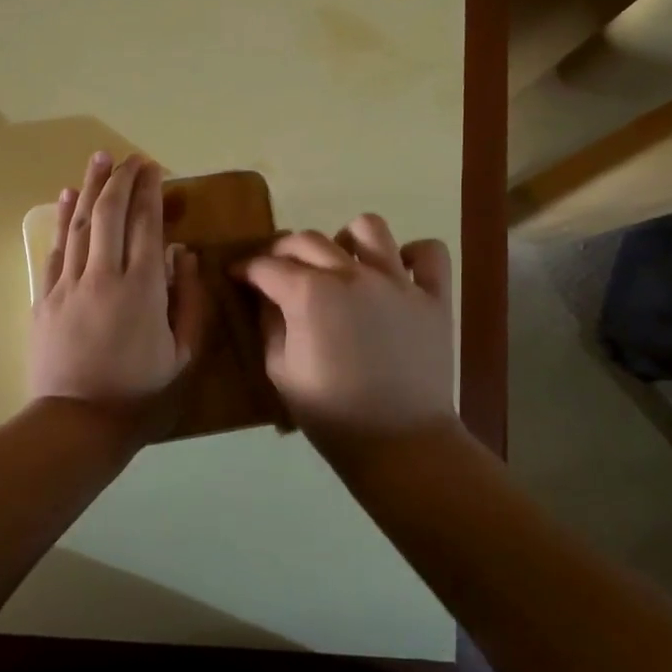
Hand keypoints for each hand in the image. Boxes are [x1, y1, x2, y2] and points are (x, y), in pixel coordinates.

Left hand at [29, 152, 205, 446]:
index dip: (150, 191)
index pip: (146, 225)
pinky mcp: (45, 299)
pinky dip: (61, 221)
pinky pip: (54, 250)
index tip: (153, 166)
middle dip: (120, 179)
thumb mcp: (184, 356)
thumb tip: (182, 255)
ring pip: (78, 224)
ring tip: (97, 159)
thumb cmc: (141, 396)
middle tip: (128, 157)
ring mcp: (68, 286)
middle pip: (109, 214)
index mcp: (142, 289)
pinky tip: (64, 198)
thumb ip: (189, 301)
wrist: (77, 426)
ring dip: (88, 188)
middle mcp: (103, 276)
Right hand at [237, 216, 455, 455]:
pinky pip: (428, 252)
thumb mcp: (280, 371)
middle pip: (309, 240)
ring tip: (341, 264)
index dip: (246, 268)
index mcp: (310, 294)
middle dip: (283, 249)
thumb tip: (264, 295)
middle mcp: (352, 274)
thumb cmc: (331, 414)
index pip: (267, 266)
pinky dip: (412, 255)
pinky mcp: (434, 296)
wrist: (399, 443)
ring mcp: (398, 281)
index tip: (237, 274)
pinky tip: (397, 273)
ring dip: (346, 239)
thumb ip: (269, 324)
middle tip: (277, 269)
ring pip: (368, 228)